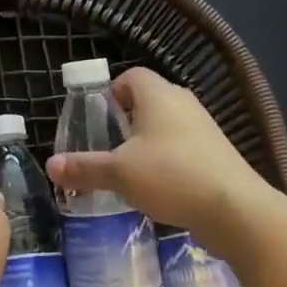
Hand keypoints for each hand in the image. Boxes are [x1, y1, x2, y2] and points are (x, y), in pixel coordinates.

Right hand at [48, 67, 281, 259]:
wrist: (236, 210)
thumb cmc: (171, 176)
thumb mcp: (119, 173)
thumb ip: (85, 168)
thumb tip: (50, 165)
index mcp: (158, 95)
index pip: (130, 76)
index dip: (110, 92)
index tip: (96, 118)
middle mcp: (183, 102)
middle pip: (148, 100)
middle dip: (125, 120)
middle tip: (107, 146)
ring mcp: (204, 128)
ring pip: (167, 126)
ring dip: (147, 143)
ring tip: (129, 170)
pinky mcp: (217, 154)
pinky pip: (184, 147)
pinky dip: (168, 161)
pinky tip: (158, 188)